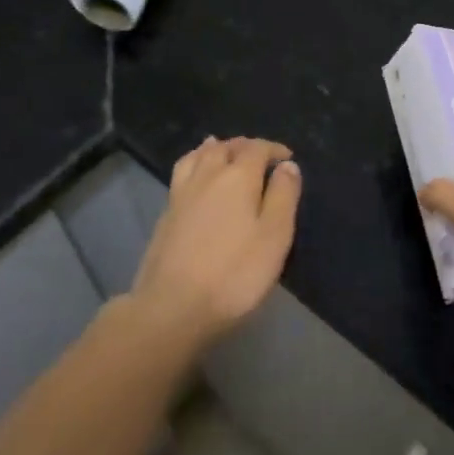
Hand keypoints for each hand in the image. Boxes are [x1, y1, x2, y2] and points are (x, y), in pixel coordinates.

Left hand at [131, 137, 300, 349]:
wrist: (171, 308)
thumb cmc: (234, 273)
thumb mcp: (274, 236)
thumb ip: (284, 196)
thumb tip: (287, 165)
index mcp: (238, 176)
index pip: (257, 148)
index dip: (274, 149)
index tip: (287, 157)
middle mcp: (208, 175)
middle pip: (226, 147)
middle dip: (245, 146)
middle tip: (260, 154)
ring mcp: (182, 193)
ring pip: (199, 155)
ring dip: (216, 148)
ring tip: (223, 149)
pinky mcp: (166, 214)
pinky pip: (183, 172)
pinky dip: (195, 162)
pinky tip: (196, 176)